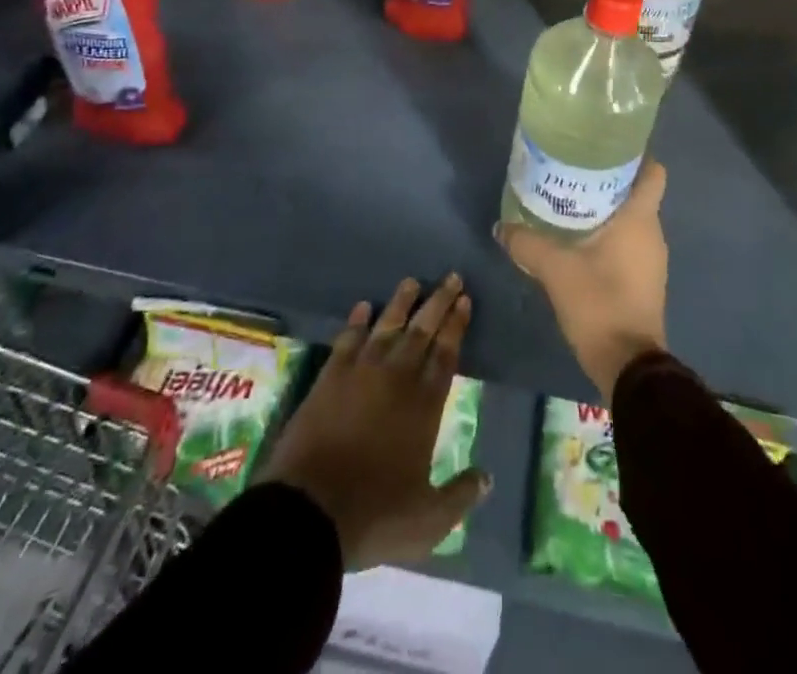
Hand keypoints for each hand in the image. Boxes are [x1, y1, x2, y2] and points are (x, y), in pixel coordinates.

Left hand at [257, 275, 490, 568]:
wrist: (309, 511)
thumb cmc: (374, 515)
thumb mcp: (428, 520)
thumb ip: (460, 496)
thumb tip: (488, 479)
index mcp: (424, 406)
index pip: (446, 355)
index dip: (457, 326)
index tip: (465, 300)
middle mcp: (396, 378)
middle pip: (422, 331)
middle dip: (439, 302)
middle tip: (451, 277)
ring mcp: (360, 373)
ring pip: (386, 326)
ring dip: (401, 303)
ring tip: (412, 281)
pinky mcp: (329, 378)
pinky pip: (347, 340)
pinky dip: (356, 322)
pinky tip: (363, 307)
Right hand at [498, 160, 668, 401]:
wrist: (629, 367)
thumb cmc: (599, 304)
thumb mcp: (555, 270)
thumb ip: (527, 243)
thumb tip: (501, 227)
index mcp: (640, 218)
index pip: (653, 172)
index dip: (636, 155)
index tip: (606, 145)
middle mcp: (652, 232)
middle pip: (636, 192)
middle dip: (609, 179)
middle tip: (573, 170)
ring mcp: (651, 259)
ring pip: (631, 218)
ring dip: (606, 208)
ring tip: (570, 200)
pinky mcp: (644, 280)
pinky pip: (628, 243)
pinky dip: (608, 234)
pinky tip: (577, 239)